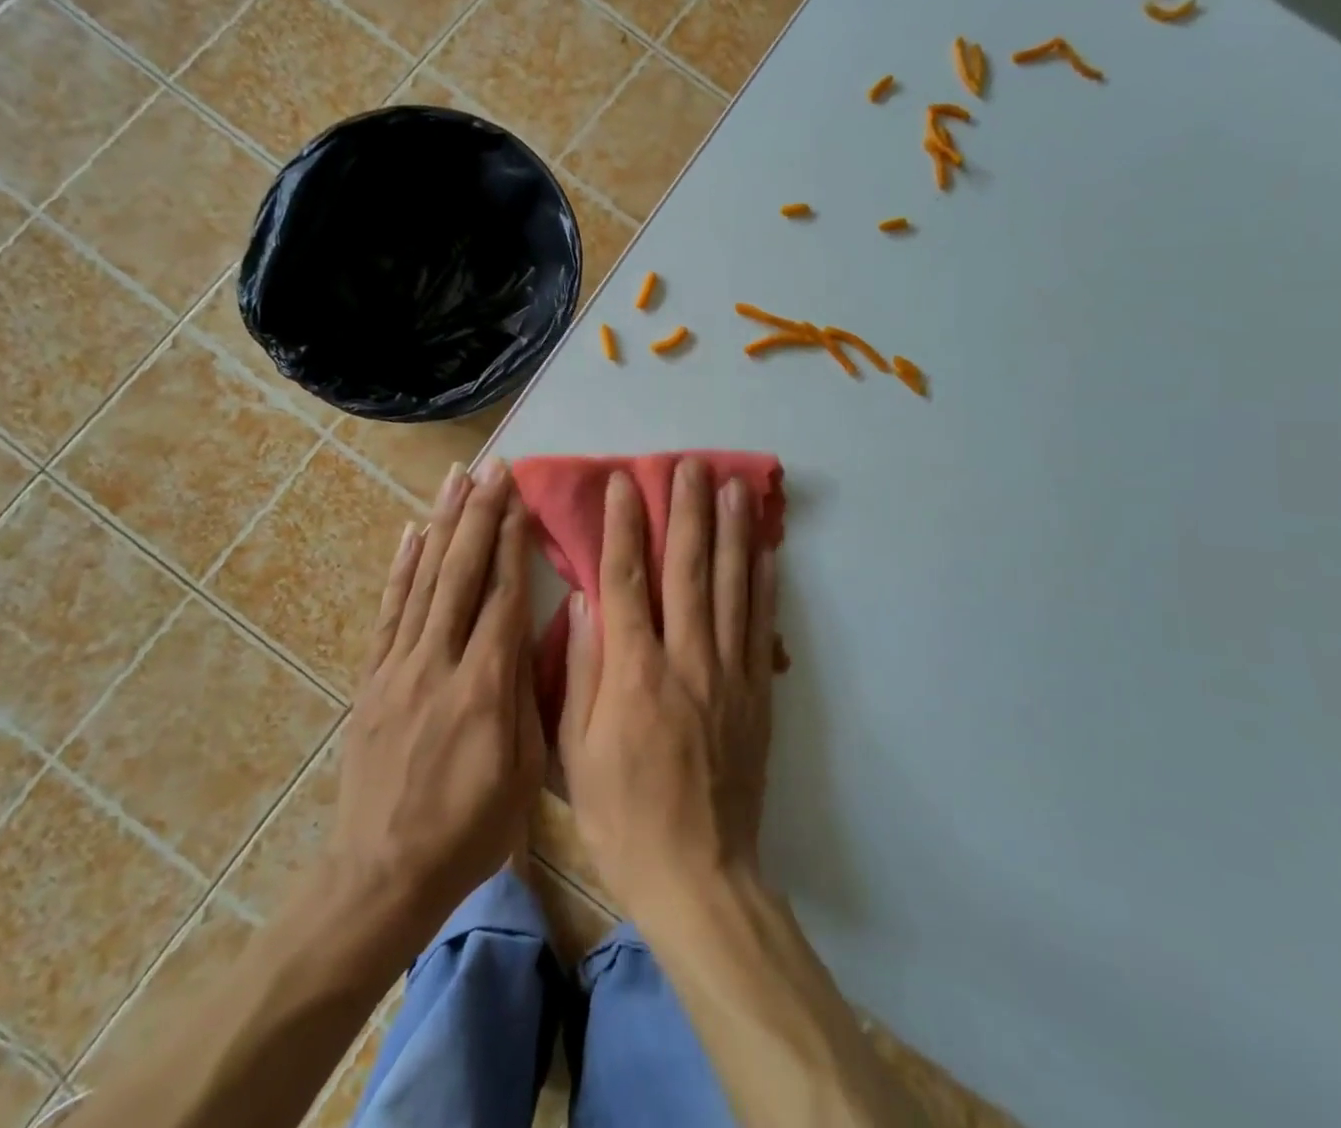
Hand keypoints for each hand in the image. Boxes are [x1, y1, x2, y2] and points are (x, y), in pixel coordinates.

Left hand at [327, 457, 543, 937]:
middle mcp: (438, 662)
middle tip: (493, 468)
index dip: (512, 542)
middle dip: (479, 514)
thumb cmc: (470, 830)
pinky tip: (411, 532)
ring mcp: (398, 666)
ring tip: (456, 479)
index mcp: (484, 687)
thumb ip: (529, 695)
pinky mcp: (373, 677)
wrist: (382, 874)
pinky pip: (389, 611)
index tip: (520, 498)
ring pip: (424, 580)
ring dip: (442, 524)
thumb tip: (535, 633)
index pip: (503, 596)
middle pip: (461, 573)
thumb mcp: (524, 772)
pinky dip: (401, 567)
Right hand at [559, 459, 779, 920]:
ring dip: (730, 531)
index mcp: (634, 672)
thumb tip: (586, 602)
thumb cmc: (622, 816)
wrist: (699, 875)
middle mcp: (686, 659)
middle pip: (687, 569)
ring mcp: (728, 673)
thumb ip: (582, 671)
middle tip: (689, 464)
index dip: (623, 526)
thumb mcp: (576, 752)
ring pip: (730, 586)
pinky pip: (761, 626)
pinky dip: (764, 582)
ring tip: (733, 485)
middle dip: (686, 511)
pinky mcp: (757, 694)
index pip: (626, 580)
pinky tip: (764, 549)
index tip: (624, 483)